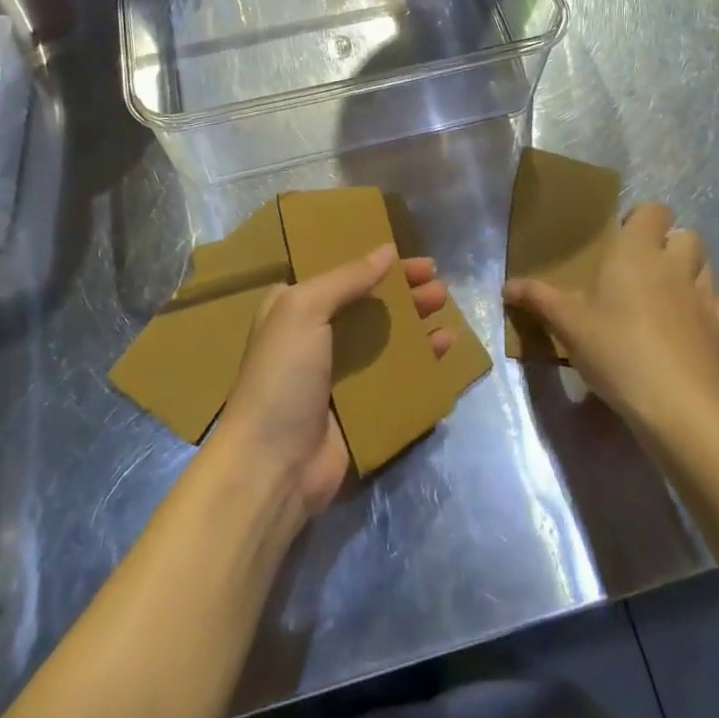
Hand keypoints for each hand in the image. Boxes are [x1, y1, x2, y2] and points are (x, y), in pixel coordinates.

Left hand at [218, 246, 453, 521]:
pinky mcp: (359, 408)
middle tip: (439, 284)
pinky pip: (396, 376)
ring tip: (446, 309)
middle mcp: (315, 337)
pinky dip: (420, 361)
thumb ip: (347, 278)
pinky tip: (444, 349)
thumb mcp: (304, 310)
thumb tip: (387, 250)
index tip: (409, 256)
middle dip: (403, 292)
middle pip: (369, 304)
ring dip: (415, 323)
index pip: (341, 273)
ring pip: (386, 339)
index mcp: (294, 307)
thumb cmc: (282, 377)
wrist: (272, 467)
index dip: (374, 262)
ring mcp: (339, 375)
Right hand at [503, 202, 718, 442]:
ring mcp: (705, 297)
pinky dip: (714, 308)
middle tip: (645, 267)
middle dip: (671, 243)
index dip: (643, 218)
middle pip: (688, 235)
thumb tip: (506, 286)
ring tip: (670, 293)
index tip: (624, 237)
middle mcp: (675, 265)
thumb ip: (538, 298)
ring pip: (708, 267)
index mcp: (637, 253)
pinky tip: (696, 323)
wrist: (676, 406)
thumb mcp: (567, 324)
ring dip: (693, 271)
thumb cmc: (615, 351)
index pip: (655, 210)